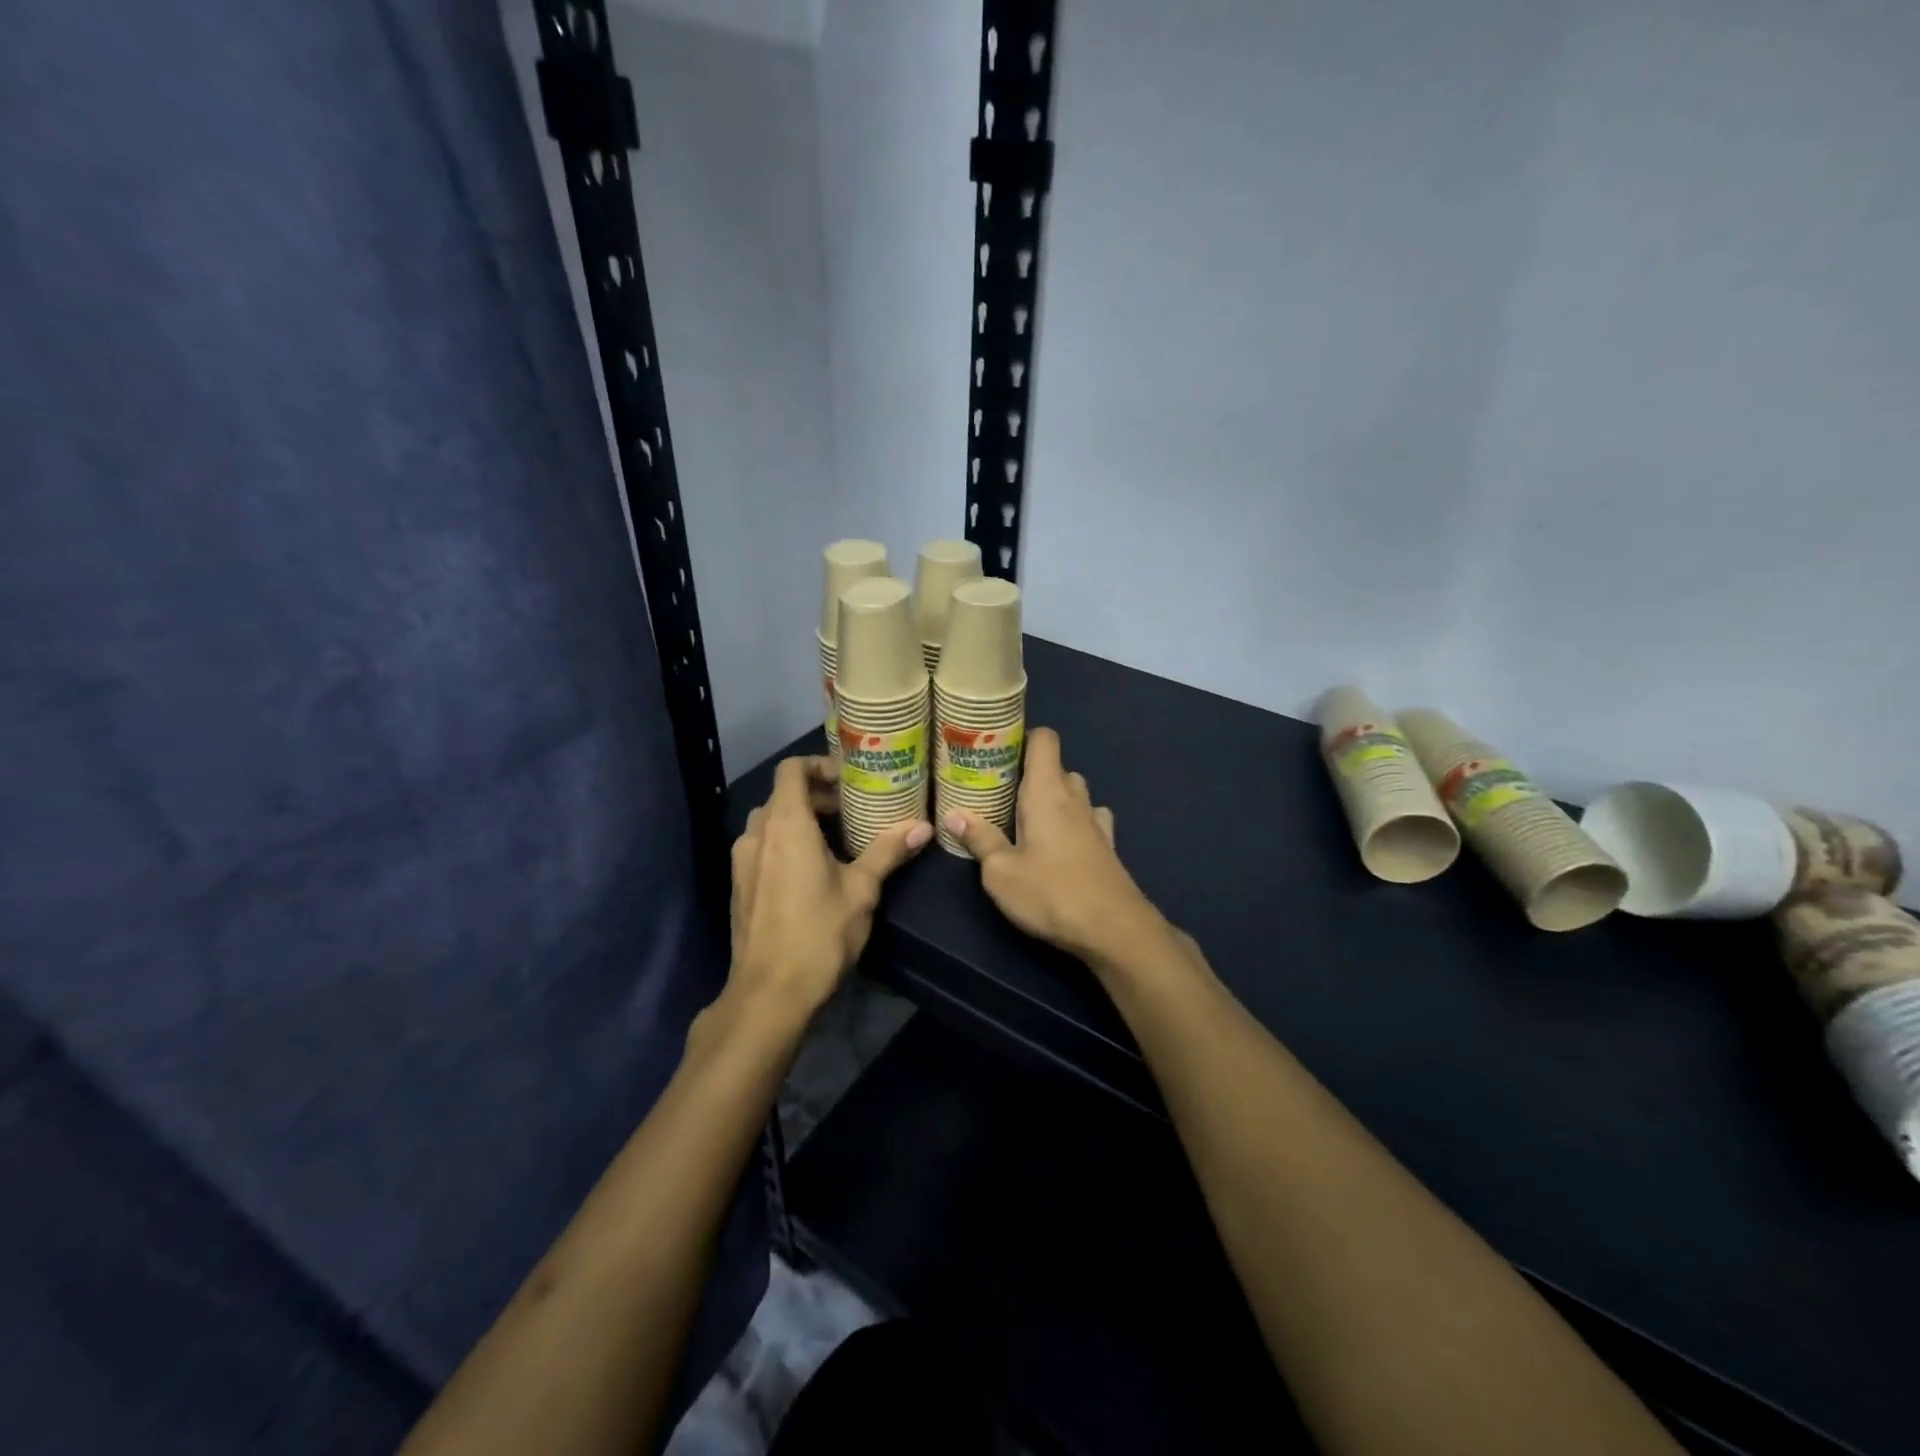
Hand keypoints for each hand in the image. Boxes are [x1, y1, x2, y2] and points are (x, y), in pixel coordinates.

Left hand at [729, 756, 930, 1016]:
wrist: (769, 993)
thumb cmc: (819, 933)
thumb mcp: (862, 889)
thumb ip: (888, 852)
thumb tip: (923, 827)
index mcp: (785, 824)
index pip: (792, 770)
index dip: (819, 765)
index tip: (849, 779)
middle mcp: (757, 834)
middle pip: (782, 795)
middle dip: (816, 796)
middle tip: (852, 811)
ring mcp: (742, 861)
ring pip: (770, 822)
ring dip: (799, 820)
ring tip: (836, 839)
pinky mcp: (739, 886)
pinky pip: (761, 847)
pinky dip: (785, 843)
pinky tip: (812, 870)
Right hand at [943, 728, 1158, 963]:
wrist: (1114, 930)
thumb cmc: (1051, 893)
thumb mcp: (1001, 871)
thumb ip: (979, 839)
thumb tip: (953, 814)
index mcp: (1047, 792)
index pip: (1045, 739)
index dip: (1024, 736)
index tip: (997, 750)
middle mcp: (1074, 798)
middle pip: (1056, 767)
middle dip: (1030, 774)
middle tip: (1000, 792)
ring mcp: (1096, 822)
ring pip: (1075, 793)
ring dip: (1054, 798)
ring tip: (1027, 819)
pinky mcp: (1108, 847)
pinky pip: (1089, 819)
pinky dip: (1074, 822)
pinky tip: (1061, 842)